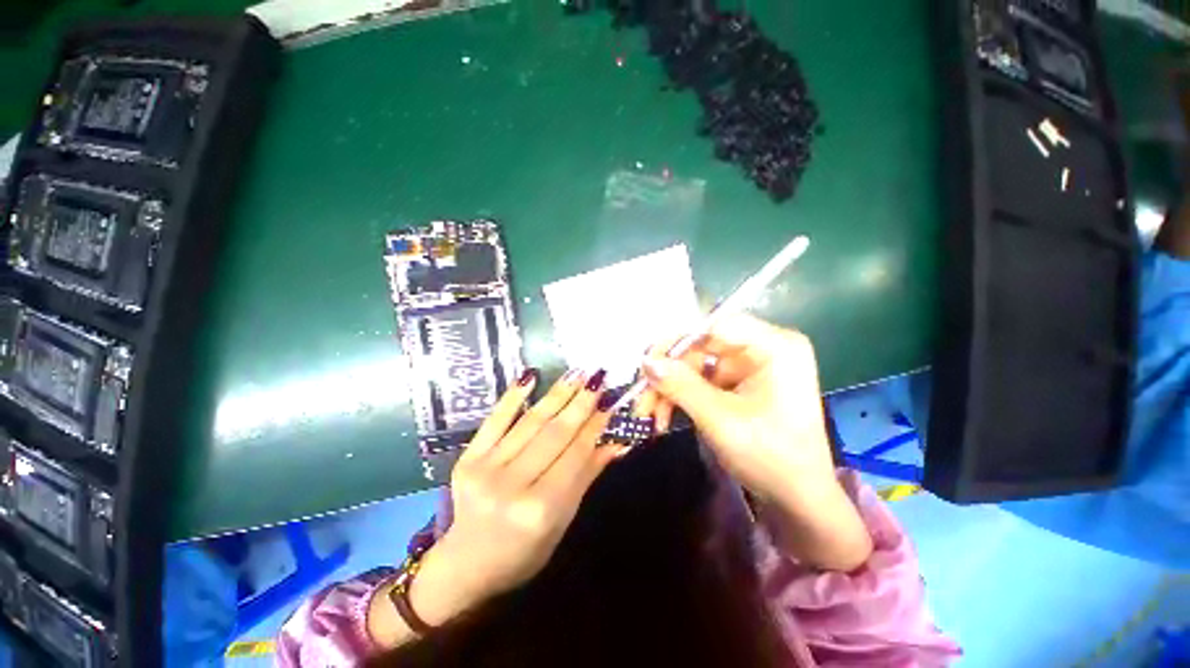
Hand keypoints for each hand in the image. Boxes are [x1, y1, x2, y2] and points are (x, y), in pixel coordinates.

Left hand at [428, 369, 625, 608]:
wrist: (466, 564)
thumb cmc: (524, 551)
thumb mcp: (562, 522)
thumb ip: (586, 477)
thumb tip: (617, 443)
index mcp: (539, 510)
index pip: (575, 455)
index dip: (595, 426)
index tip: (610, 401)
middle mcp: (511, 485)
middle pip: (554, 434)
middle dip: (581, 402)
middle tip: (598, 377)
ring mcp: (485, 468)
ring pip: (530, 422)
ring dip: (556, 394)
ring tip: (576, 372)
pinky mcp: (467, 458)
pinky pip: (494, 420)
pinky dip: (513, 395)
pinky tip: (530, 375)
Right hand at [639, 315, 871, 570]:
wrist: (797, 499)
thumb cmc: (770, 458)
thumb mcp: (720, 420)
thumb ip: (681, 385)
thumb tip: (646, 361)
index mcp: (775, 347)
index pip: (717, 326)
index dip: (680, 342)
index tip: (650, 364)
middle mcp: (763, 348)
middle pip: (702, 346)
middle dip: (670, 373)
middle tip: (642, 397)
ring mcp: (751, 366)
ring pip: (696, 365)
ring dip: (670, 388)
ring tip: (649, 414)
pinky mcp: (740, 383)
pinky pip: (702, 380)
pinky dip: (682, 396)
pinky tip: (665, 415)